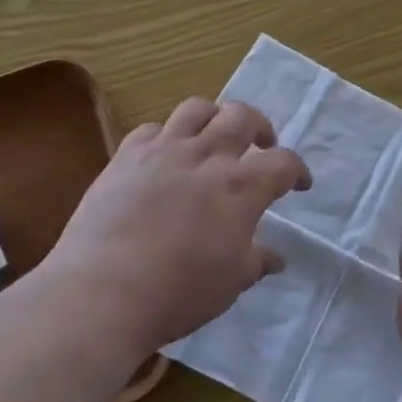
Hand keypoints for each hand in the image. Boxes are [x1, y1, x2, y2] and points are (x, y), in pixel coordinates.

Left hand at [47, 98, 310, 354]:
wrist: (102, 291)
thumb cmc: (177, 293)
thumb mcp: (229, 284)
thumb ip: (256, 262)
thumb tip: (277, 257)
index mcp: (241, 187)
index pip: (284, 162)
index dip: (298, 171)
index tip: (299, 185)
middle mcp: (207, 157)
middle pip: (243, 116)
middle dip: (260, 127)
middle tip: (260, 145)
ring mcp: (163, 151)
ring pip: (197, 108)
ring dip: (214, 118)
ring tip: (213, 138)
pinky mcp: (126, 156)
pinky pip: (152, 129)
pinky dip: (165, 136)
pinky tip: (164, 156)